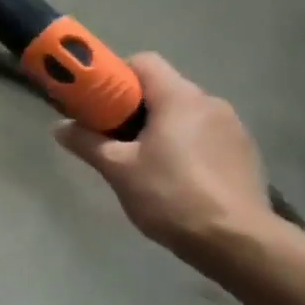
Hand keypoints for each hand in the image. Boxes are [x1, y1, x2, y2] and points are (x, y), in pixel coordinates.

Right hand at [55, 53, 270, 257]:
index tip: (99, 104)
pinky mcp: (246, 153)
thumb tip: (58, 127)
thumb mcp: (118, 170)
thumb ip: (87, 143)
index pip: (143, 62)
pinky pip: (206, 136)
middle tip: (114, 138)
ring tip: (145, 163)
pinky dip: (187, 146)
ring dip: (162, 128)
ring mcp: (233, 128)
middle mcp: (210, 102)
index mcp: (179, 97)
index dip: (116, 76)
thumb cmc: (171, 195)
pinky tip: (178, 179)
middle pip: (164, 89)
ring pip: (186, 114)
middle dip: (135, 108)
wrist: (237, 242)